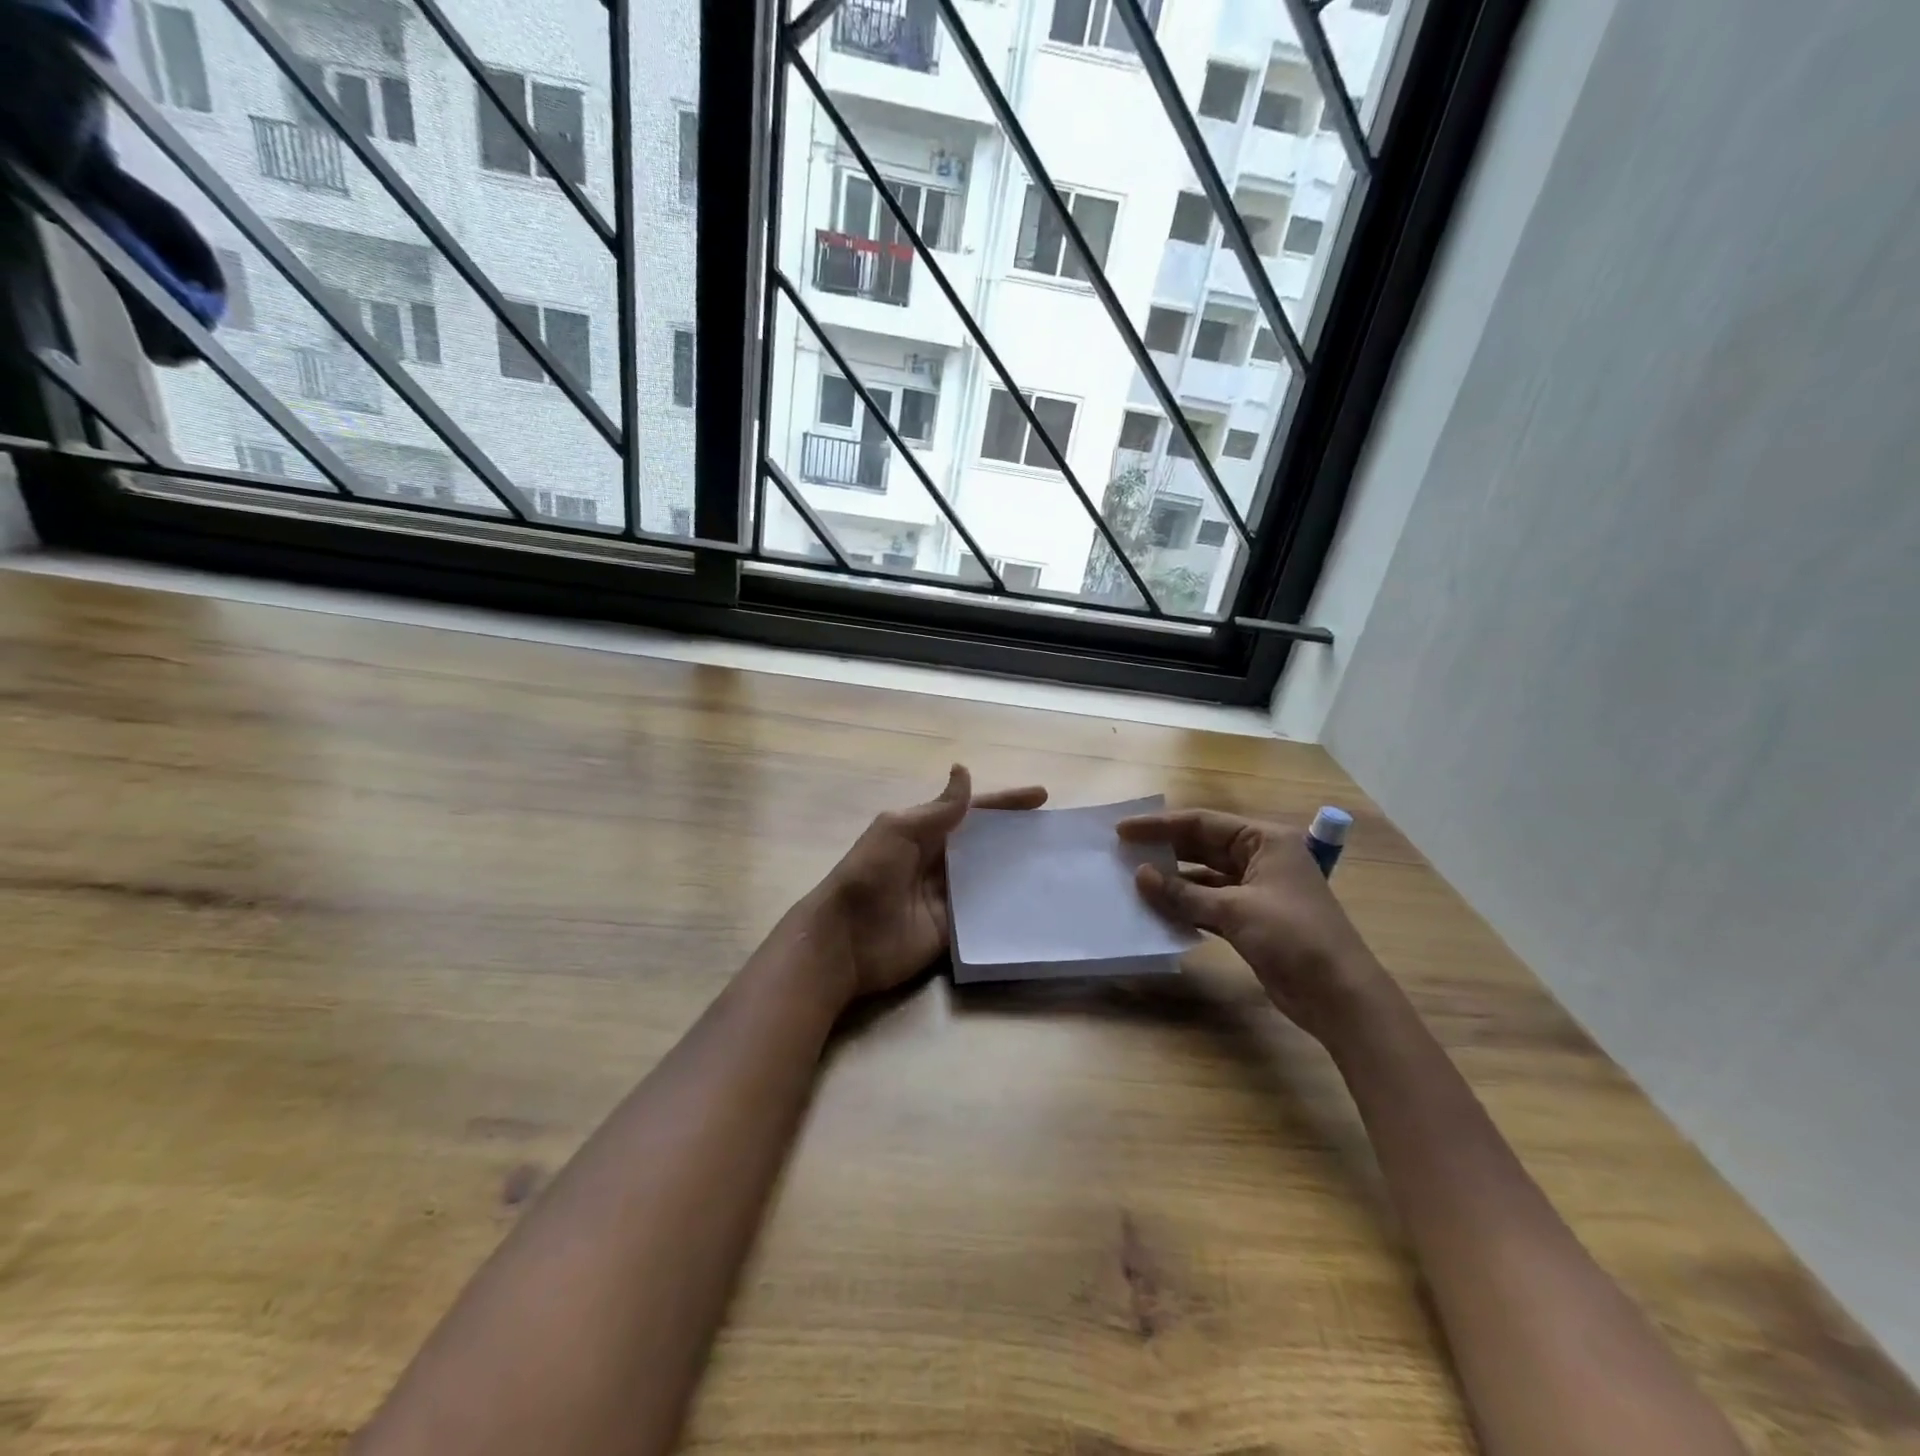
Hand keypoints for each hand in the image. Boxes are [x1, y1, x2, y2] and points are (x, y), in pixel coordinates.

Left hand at [807, 765, 1046, 1004]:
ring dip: (1019, 870)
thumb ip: (938, 809)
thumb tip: (964, 770)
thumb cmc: (870, 875)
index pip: (973, 811)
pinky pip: (984, 915)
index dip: (1006, 803)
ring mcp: (947, 897)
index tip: (1042, 796)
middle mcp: (939, 861)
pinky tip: (1039, 904)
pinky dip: (1008, 908)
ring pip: (990, 878)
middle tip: (1058, 833)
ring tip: (1059, 865)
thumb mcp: (899, 831)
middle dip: (1018, 835)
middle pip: (986, 844)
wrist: (846, 940)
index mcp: (925, 832)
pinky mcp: (952, 930)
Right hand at [1117, 808, 1384, 1040]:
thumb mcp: (1235, 910)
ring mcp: (1256, 890)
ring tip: (1133, 881)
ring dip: (1172, 880)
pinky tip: (1157, 909)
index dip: (1160, 825)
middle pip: (1202, 846)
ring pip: (1204, 877)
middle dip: (1165, 850)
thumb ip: (1183, 892)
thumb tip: (1139, 874)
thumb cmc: (1293, 937)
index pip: (1203, 823)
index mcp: (1264, 840)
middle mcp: (1260, 858)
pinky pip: (1209, 903)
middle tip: (1122, 853)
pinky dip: (1186, 905)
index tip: (1122, 830)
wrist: (1339, 995)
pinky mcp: (1251, 920)